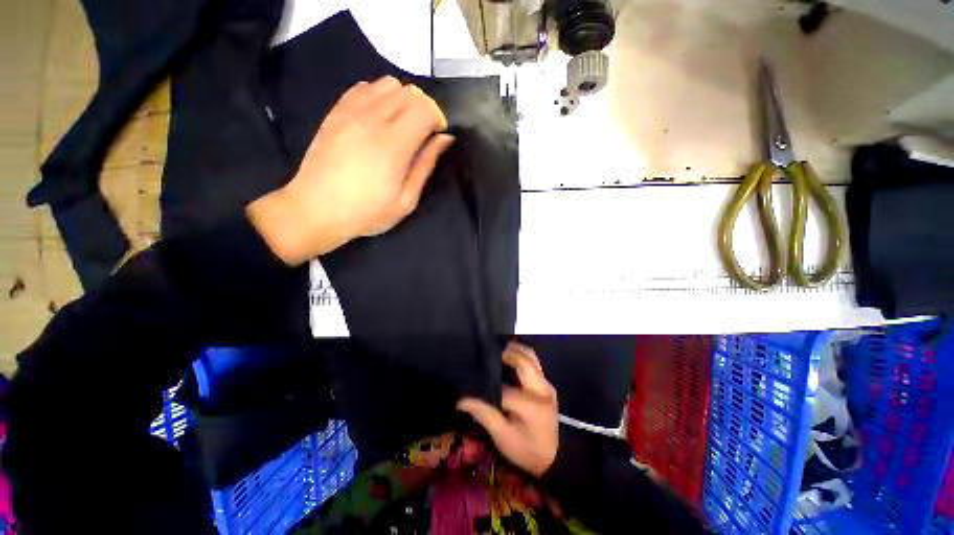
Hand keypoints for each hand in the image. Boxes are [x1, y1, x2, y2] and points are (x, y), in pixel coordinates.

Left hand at [248, 76, 453, 264]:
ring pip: (387, 84)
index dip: (437, 119)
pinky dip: (379, 97)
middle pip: (409, 92)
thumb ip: (426, 165)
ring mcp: (350, 112)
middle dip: (423, 108)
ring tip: (400, 125)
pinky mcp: (335, 112)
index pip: (425, 108)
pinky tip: (378, 119)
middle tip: (421, 133)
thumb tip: (444, 139)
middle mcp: (372, 120)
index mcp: (393, 145)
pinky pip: (364, 87)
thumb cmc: (367, 212)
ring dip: (402, 100)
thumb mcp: (406, 200)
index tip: (436, 136)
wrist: (316, 210)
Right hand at [457, 342, 558, 476]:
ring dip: (514, 350)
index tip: (471, 382)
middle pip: (523, 360)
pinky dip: (520, 356)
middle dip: (504, 353)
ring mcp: (546, 384)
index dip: (486, 383)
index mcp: (531, 404)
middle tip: (486, 354)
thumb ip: (484, 414)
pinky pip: (533, 362)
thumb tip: (462, 400)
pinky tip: (507, 359)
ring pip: (531, 356)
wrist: (554, 458)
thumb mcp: (503, 437)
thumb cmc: (527, 450)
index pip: (504, 386)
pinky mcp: (546, 384)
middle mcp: (541, 388)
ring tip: (496, 352)